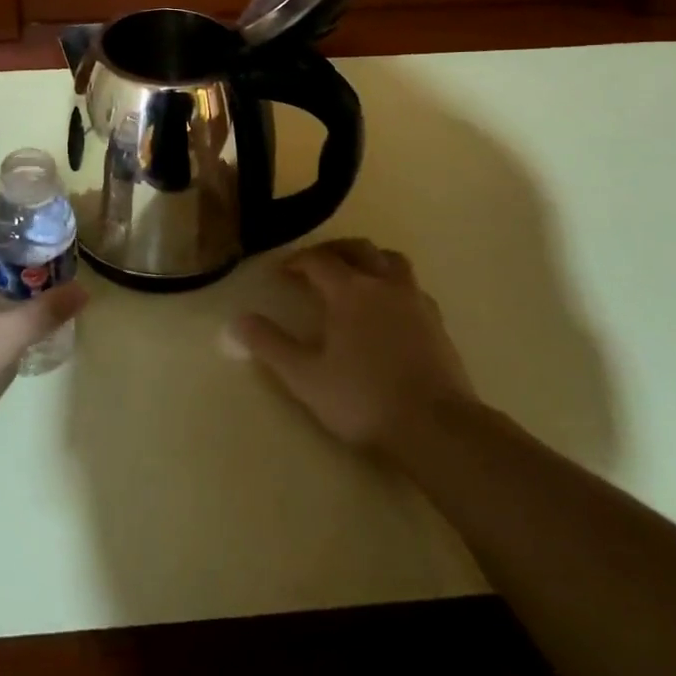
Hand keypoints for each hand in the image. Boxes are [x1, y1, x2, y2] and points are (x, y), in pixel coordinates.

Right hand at [230, 238, 475, 457]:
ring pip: (391, 260)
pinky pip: (412, 287)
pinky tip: (388, 308)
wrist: (436, 427)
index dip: (296, 261)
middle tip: (314, 266)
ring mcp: (415, 300)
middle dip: (332, 251)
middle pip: (357, 248)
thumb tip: (238, 320)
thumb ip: (270, 345)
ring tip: (355, 277)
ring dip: (369, 260)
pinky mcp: (437, 322)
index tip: (281, 273)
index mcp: (350, 290)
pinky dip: (393, 285)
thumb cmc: (363, 399)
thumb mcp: (305, 377)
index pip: (318, 260)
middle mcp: (383, 284)